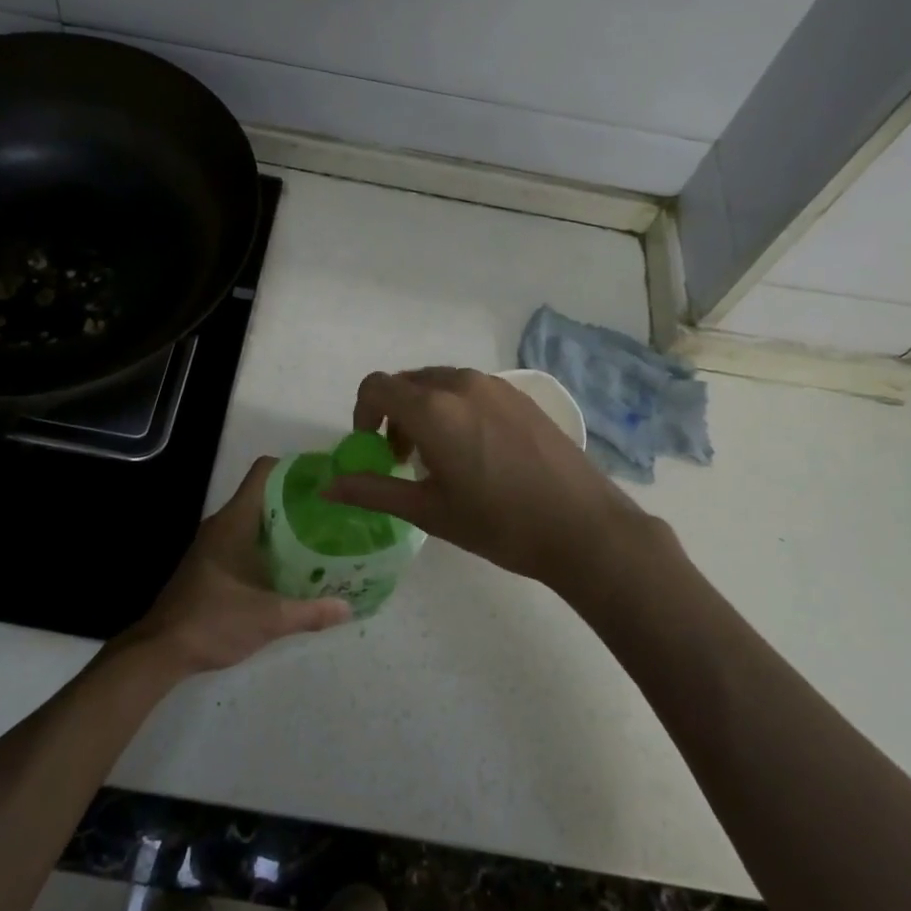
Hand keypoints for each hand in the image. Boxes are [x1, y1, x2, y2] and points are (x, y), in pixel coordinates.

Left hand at [123, 458, 351, 675]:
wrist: (161, 649)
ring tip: (321, 535)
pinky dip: (270, 543)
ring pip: (255, 518)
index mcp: (234, 521)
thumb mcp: (268, 619)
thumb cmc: (214, 621)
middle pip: (264, 494)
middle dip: (298, 499)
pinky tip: (292, 565)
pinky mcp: (211, 563)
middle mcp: (223, 524)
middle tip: (333, 511)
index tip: (324, 478)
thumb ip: (310, 612)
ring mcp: (214, 543)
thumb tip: (349, 608)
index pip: (264, 472)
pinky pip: (246, 539)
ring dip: (284, 524)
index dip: (294, 468)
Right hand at [322, 367, 648, 589]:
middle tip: (403, 459)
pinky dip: (454, 408)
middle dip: (393, 414)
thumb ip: (373, 491)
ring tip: (440, 457)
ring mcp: (495, 386)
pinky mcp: (519, 395)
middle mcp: (461, 384)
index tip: (372, 448)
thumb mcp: (429, 511)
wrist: (584, 527)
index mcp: (433, 409)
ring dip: (424, 410)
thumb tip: (327, 488)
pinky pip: (470, 389)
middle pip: (407, 382)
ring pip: (439, 383)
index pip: (376, 387)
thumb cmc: (499, 524)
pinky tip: (476, 451)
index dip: (362, 413)